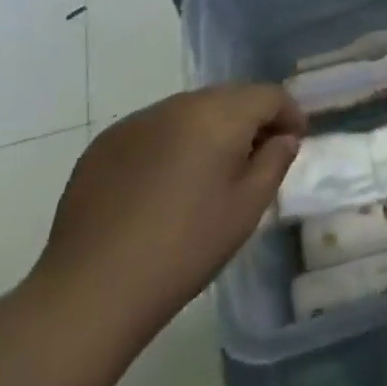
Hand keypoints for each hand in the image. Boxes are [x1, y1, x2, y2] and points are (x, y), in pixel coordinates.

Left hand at [24, 85, 304, 348]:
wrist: (91, 291)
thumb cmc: (185, 248)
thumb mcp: (247, 207)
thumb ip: (274, 161)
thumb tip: (283, 138)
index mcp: (218, 114)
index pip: (268, 95)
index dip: (290, 114)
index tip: (294, 142)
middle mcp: (178, 105)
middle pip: (229, 97)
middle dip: (251, 119)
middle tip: (258, 157)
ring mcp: (136, 122)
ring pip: (189, 111)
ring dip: (210, 129)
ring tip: (211, 172)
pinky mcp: (104, 145)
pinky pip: (154, 130)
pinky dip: (172, 143)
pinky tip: (166, 184)